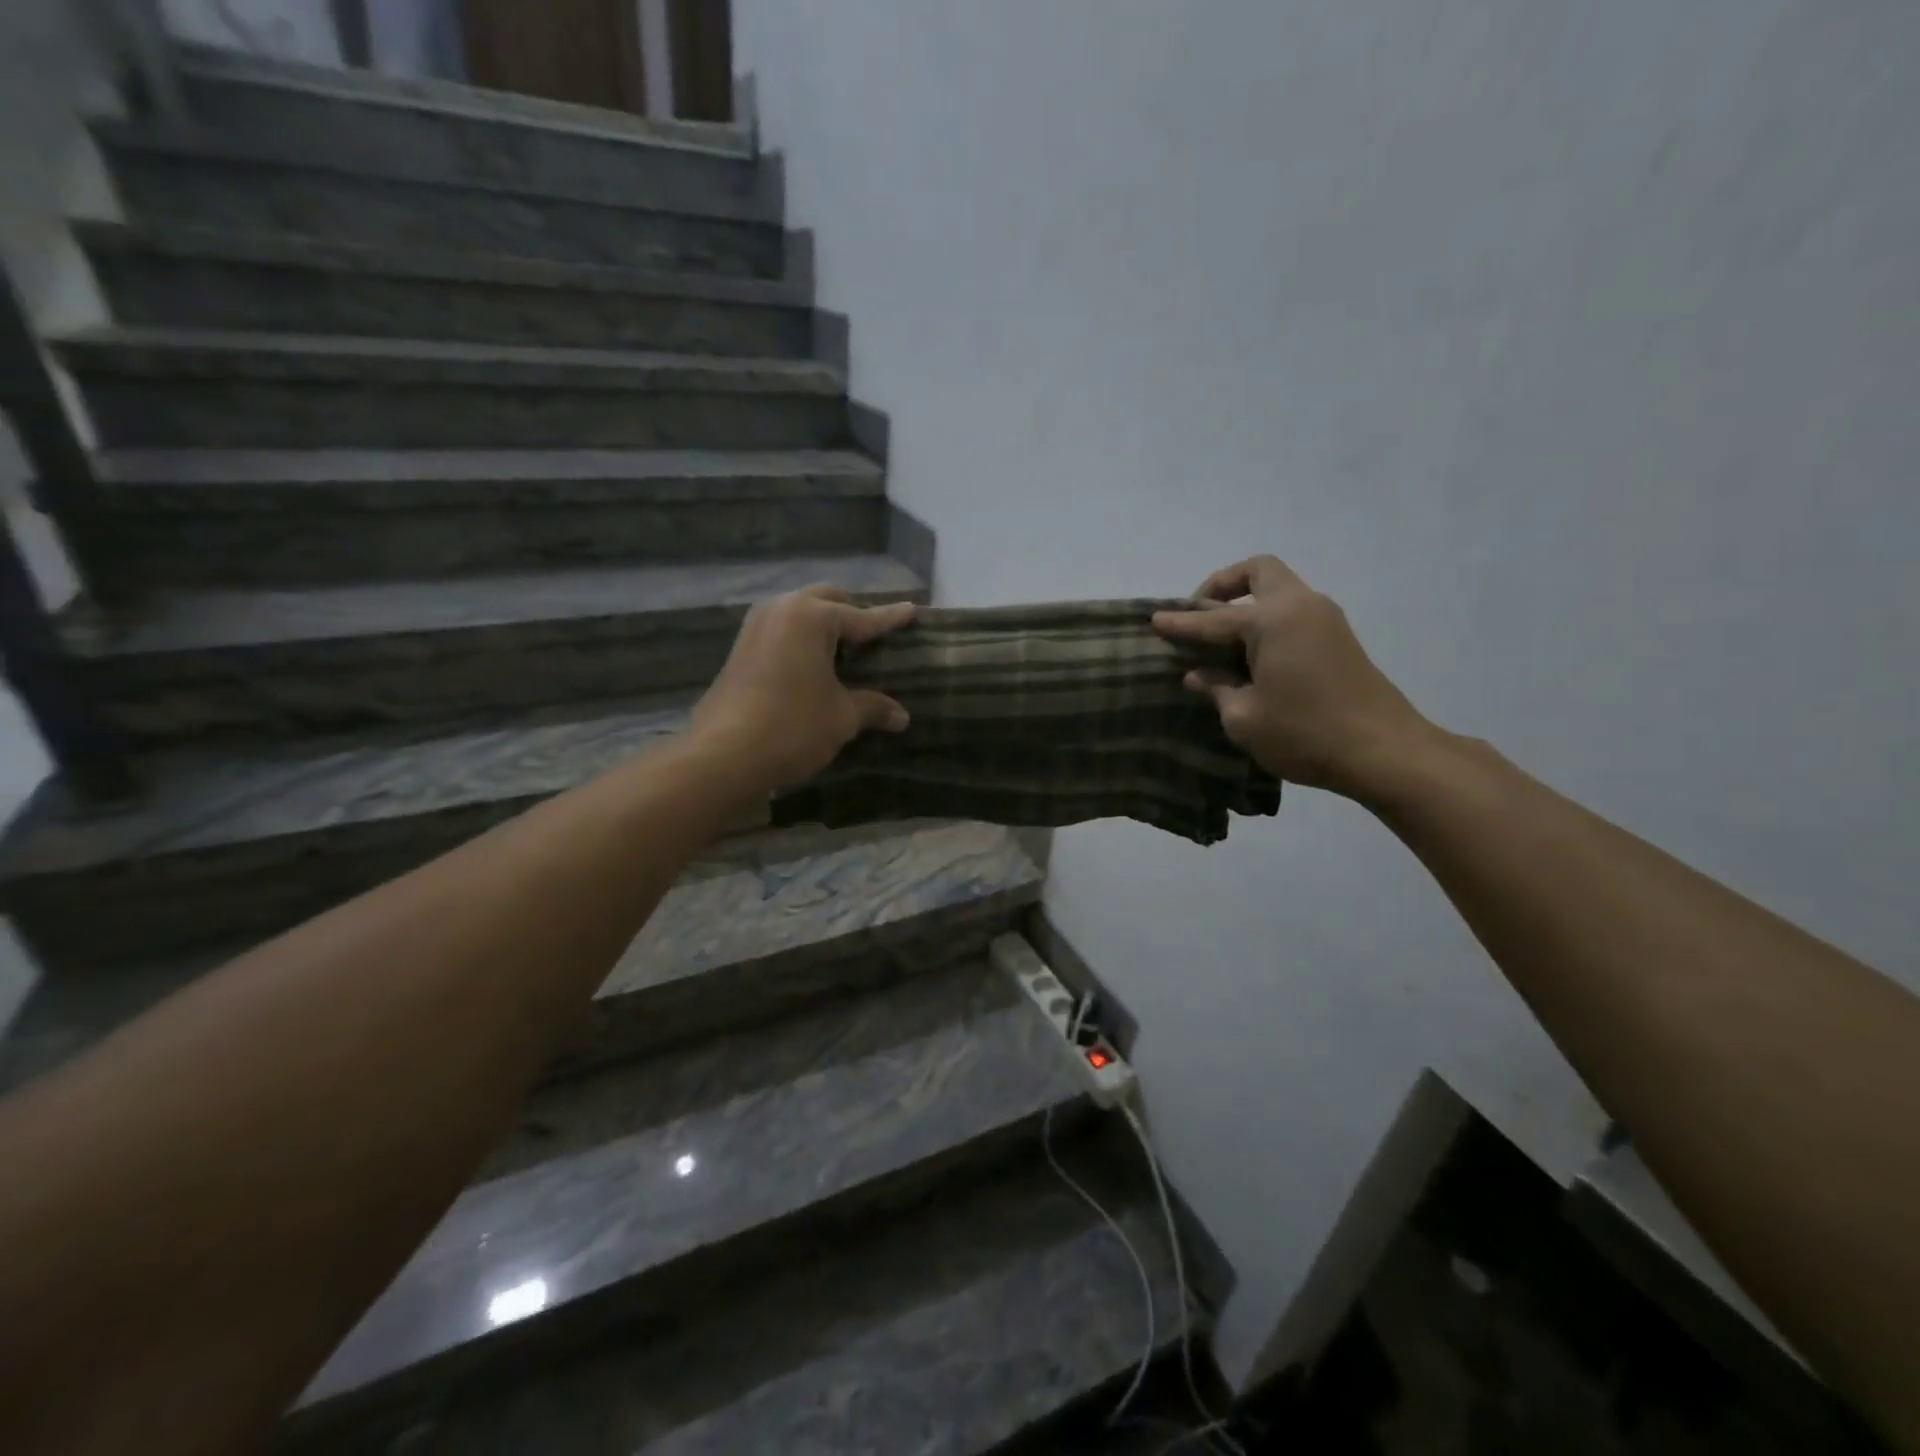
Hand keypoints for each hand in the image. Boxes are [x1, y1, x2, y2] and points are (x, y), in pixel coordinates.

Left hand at [691, 585, 916, 794]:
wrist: (723, 755)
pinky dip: (802, 639)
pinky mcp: (740, 649)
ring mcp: (755, 627)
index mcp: (811, 617)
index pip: (862, 617)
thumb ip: (873, 707)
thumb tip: (902, 716)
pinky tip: (813, 663)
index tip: (912, 610)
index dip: (890, 618)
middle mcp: (781, 610)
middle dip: (852, 613)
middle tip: (874, 634)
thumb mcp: (842, 717)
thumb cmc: (792, 727)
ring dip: (823, 624)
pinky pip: (782, 631)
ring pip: (799, 612)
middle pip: (826, 601)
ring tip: (845, 647)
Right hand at [1153, 556, 1435, 800]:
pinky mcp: (1339, 638)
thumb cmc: (1304, 733)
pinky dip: (1267, 620)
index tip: (1154, 619)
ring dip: (1248, 602)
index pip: (1213, 618)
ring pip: (1279, 589)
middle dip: (1224, 585)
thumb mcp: (1244, 717)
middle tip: (1200, 614)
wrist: (1383, 751)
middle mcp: (1300, 606)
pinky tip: (1252, 654)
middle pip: (1258, 571)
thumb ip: (1218, 688)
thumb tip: (1200, 675)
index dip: (1181, 623)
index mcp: (1272, 620)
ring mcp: (1325, 619)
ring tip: (1222, 639)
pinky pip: (1293, 611)